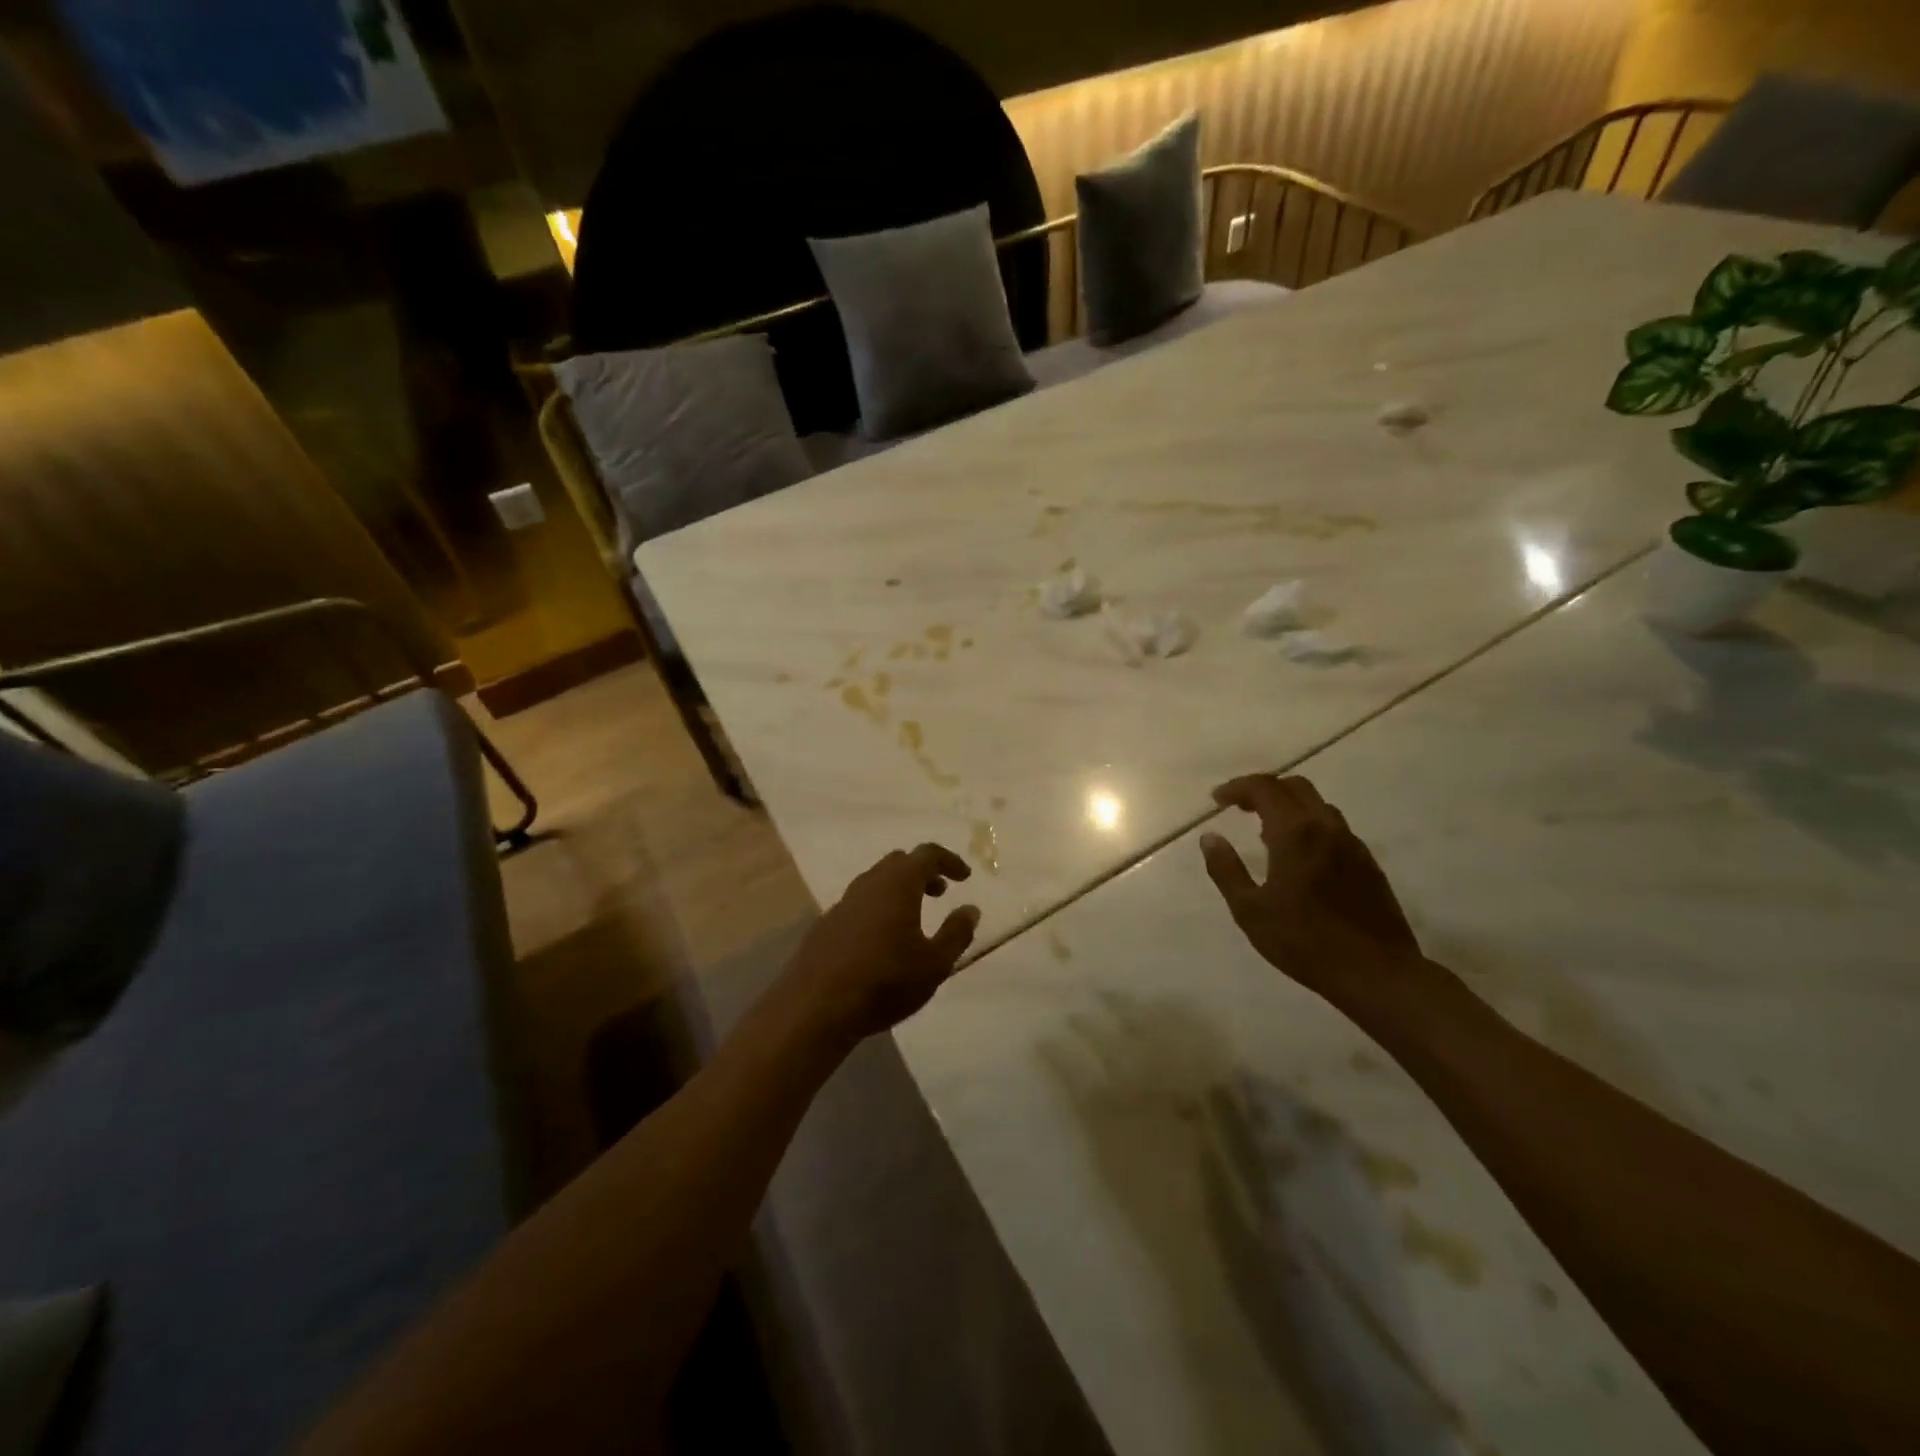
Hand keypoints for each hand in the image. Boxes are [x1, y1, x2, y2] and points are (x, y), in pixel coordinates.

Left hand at [781, 844, 980, 1044]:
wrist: (815, 1007)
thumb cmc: (884, 982)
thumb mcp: (935, 964)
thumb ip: (956, 933)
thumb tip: (970, 909)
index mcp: (897, 884)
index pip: (927, 854)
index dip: (949, 861)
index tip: (964, 877)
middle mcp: (868, 884)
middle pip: (898, 862)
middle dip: (922, 872)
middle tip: (940, 892)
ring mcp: (843, 903)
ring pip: (876, 881)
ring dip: (898, 889)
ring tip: (913, 917)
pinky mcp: (825, 925)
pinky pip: (859, 903)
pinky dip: (878, 908)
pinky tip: (881, 940)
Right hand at [1199, 775, 1425, 1011]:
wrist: (1377, 973)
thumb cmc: (1304, 942)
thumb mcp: (1250, 910)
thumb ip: (1226, 869)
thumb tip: (1210, 837)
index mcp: (1295, 833)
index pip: (1264, 788)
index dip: (1237, 787)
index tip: (1217, 800)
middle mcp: (1326, 828)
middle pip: (1295, 787)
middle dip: (1264, 789)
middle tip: (1240, 808)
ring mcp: (1353, 845)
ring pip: (1318, 805)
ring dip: (1289, 806)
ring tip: (1266, 831)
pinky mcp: (1368, 864)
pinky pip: (1334, 828)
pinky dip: (1310, 825)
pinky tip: (1300, 856)